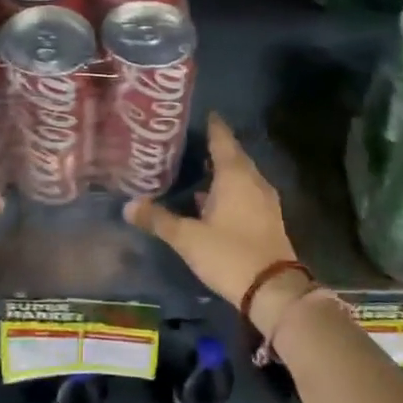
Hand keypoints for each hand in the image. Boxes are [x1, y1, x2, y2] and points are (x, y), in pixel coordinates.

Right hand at [124, 114, 301, 322]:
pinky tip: (211, 200)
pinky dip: (229, 189)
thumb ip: (159, 219)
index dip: (211, 125)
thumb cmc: (229, 254)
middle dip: (214, 147)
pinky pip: (246, 192)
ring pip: (241, 175)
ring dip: (222, 170)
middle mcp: (252, 180)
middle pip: (233, 155)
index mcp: (235, 175)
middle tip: (189, 141)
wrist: (273, 289)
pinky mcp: (267, 218)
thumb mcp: (188, 238)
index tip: (200, 113)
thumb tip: (128, 205)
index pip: (222, 138)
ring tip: (196, 167)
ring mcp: (264, 199)